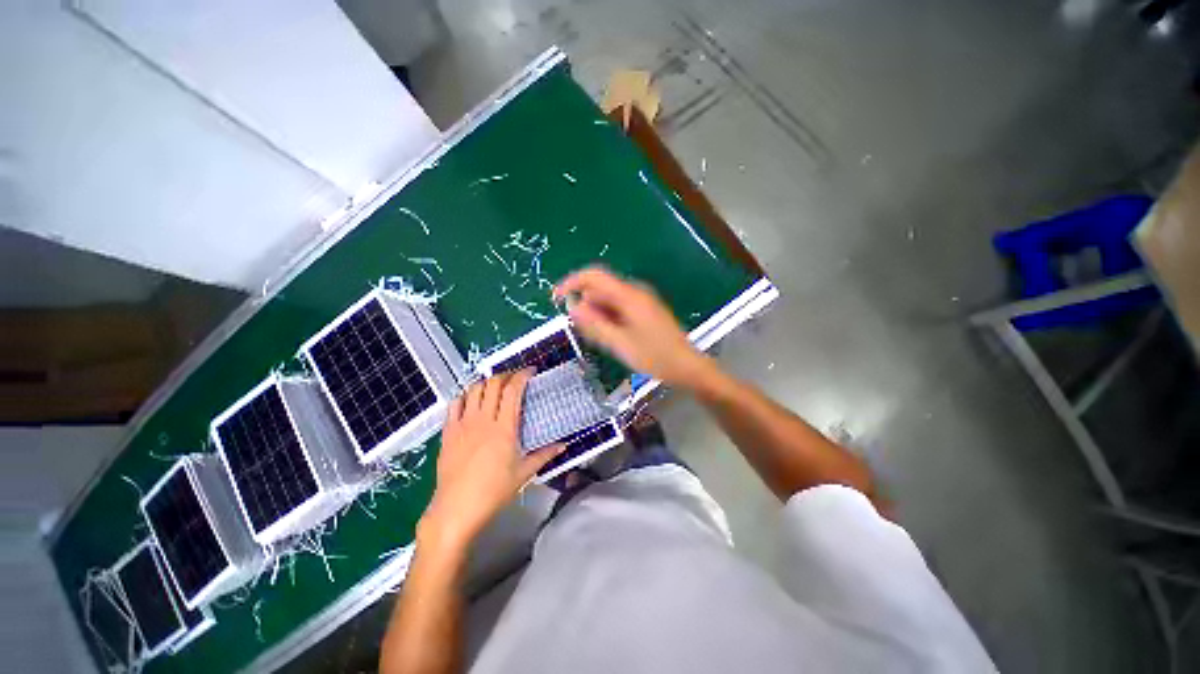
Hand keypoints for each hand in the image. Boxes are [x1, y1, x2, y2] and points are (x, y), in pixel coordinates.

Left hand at [419, 370, 563, 555]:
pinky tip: (471, 401)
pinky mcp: (448, 431)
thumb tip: (564, 446)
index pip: (513, 390)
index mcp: (504, 427)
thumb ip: (545, 455)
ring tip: (495, 387)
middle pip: (492, 384)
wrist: (456, 509)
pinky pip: (454, 404)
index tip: (530, 371)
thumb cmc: (494, 491)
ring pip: (473, 390)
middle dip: (505, 375)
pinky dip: (465, 396)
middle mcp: (483, 419)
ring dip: (485, 383)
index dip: (522, 375)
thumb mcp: (524, 473)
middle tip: (515, 379)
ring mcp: (463, 424)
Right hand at [554, 267, 712, 388]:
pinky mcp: (645, 310)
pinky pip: (619, 308)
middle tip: (584, 332)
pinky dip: (609, 319)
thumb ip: (594, 324)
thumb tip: (572, 307)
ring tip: (601, 339)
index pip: (594, 276)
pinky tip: (613, 337)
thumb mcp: (619, 343)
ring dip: (598, 315)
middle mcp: (635, 292)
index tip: (556, 299)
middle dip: (586, 306)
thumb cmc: (655, 356)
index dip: (572, 283)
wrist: (687, 366)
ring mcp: (641, 300)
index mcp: (629, 295)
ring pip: (609, 300)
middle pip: (601, 289)